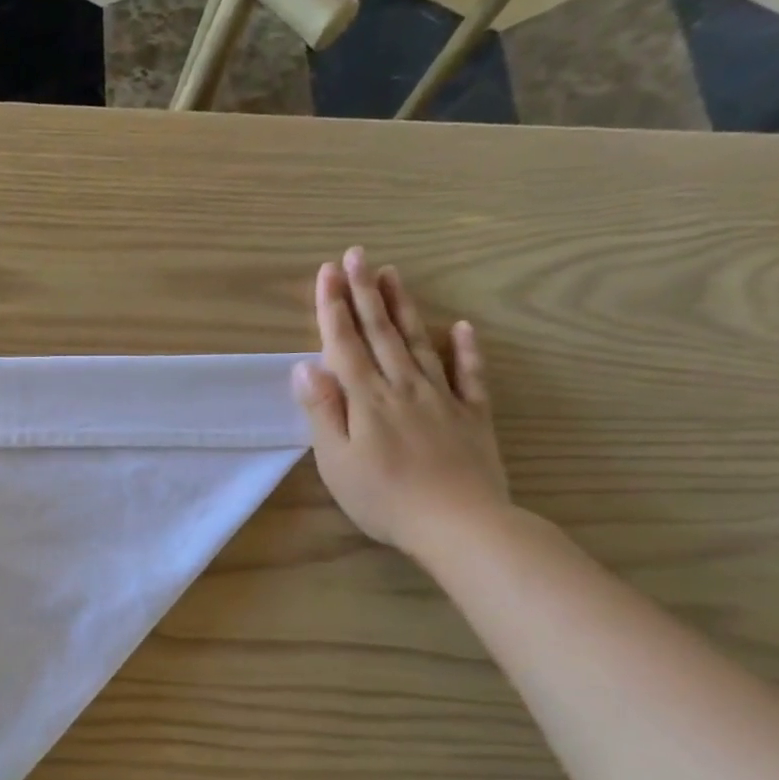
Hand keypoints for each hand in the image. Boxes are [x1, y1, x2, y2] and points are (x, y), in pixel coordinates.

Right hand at [293, 248, 508, 558]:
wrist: (459, 525)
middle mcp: (404, 387)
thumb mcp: (336, 461)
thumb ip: (323, 411)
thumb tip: (305, 367)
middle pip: (381, 333)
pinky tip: (460, 327)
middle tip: (357, 255)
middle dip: (365, 292)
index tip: (326, 273)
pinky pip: (470, 375)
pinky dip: (465, 349)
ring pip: (419, 343)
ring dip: (403, 308)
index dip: (333, 307)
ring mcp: (442, 398)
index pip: (345, 344)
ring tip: (393, 275)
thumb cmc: (384, 498)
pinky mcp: (472, 416)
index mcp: (367, 399)